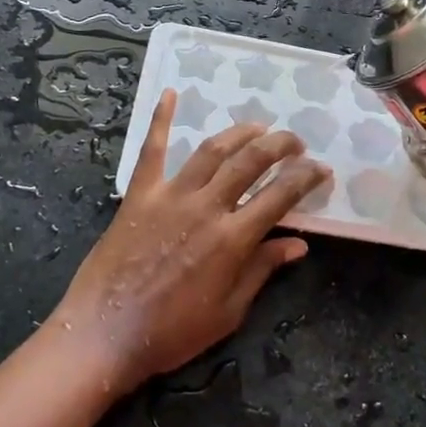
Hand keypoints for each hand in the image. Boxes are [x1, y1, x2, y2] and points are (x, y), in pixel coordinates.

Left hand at [52, 90, 331, 395]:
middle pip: (251, 161)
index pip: (281, 196)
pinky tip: (170, 93)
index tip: (321, 169)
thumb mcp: (228, 312)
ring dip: (240, 133)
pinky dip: (161, 119)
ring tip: (258, 127)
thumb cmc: (171, 332)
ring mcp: (171, 195)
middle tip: (295, 142)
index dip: (306, 178)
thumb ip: (262, 270)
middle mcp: (206, 207)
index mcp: (232, 239)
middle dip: (280, 145)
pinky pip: (152, 149)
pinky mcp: (140, 194)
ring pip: (212, 150)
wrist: (104, 334)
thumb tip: (298, 243)